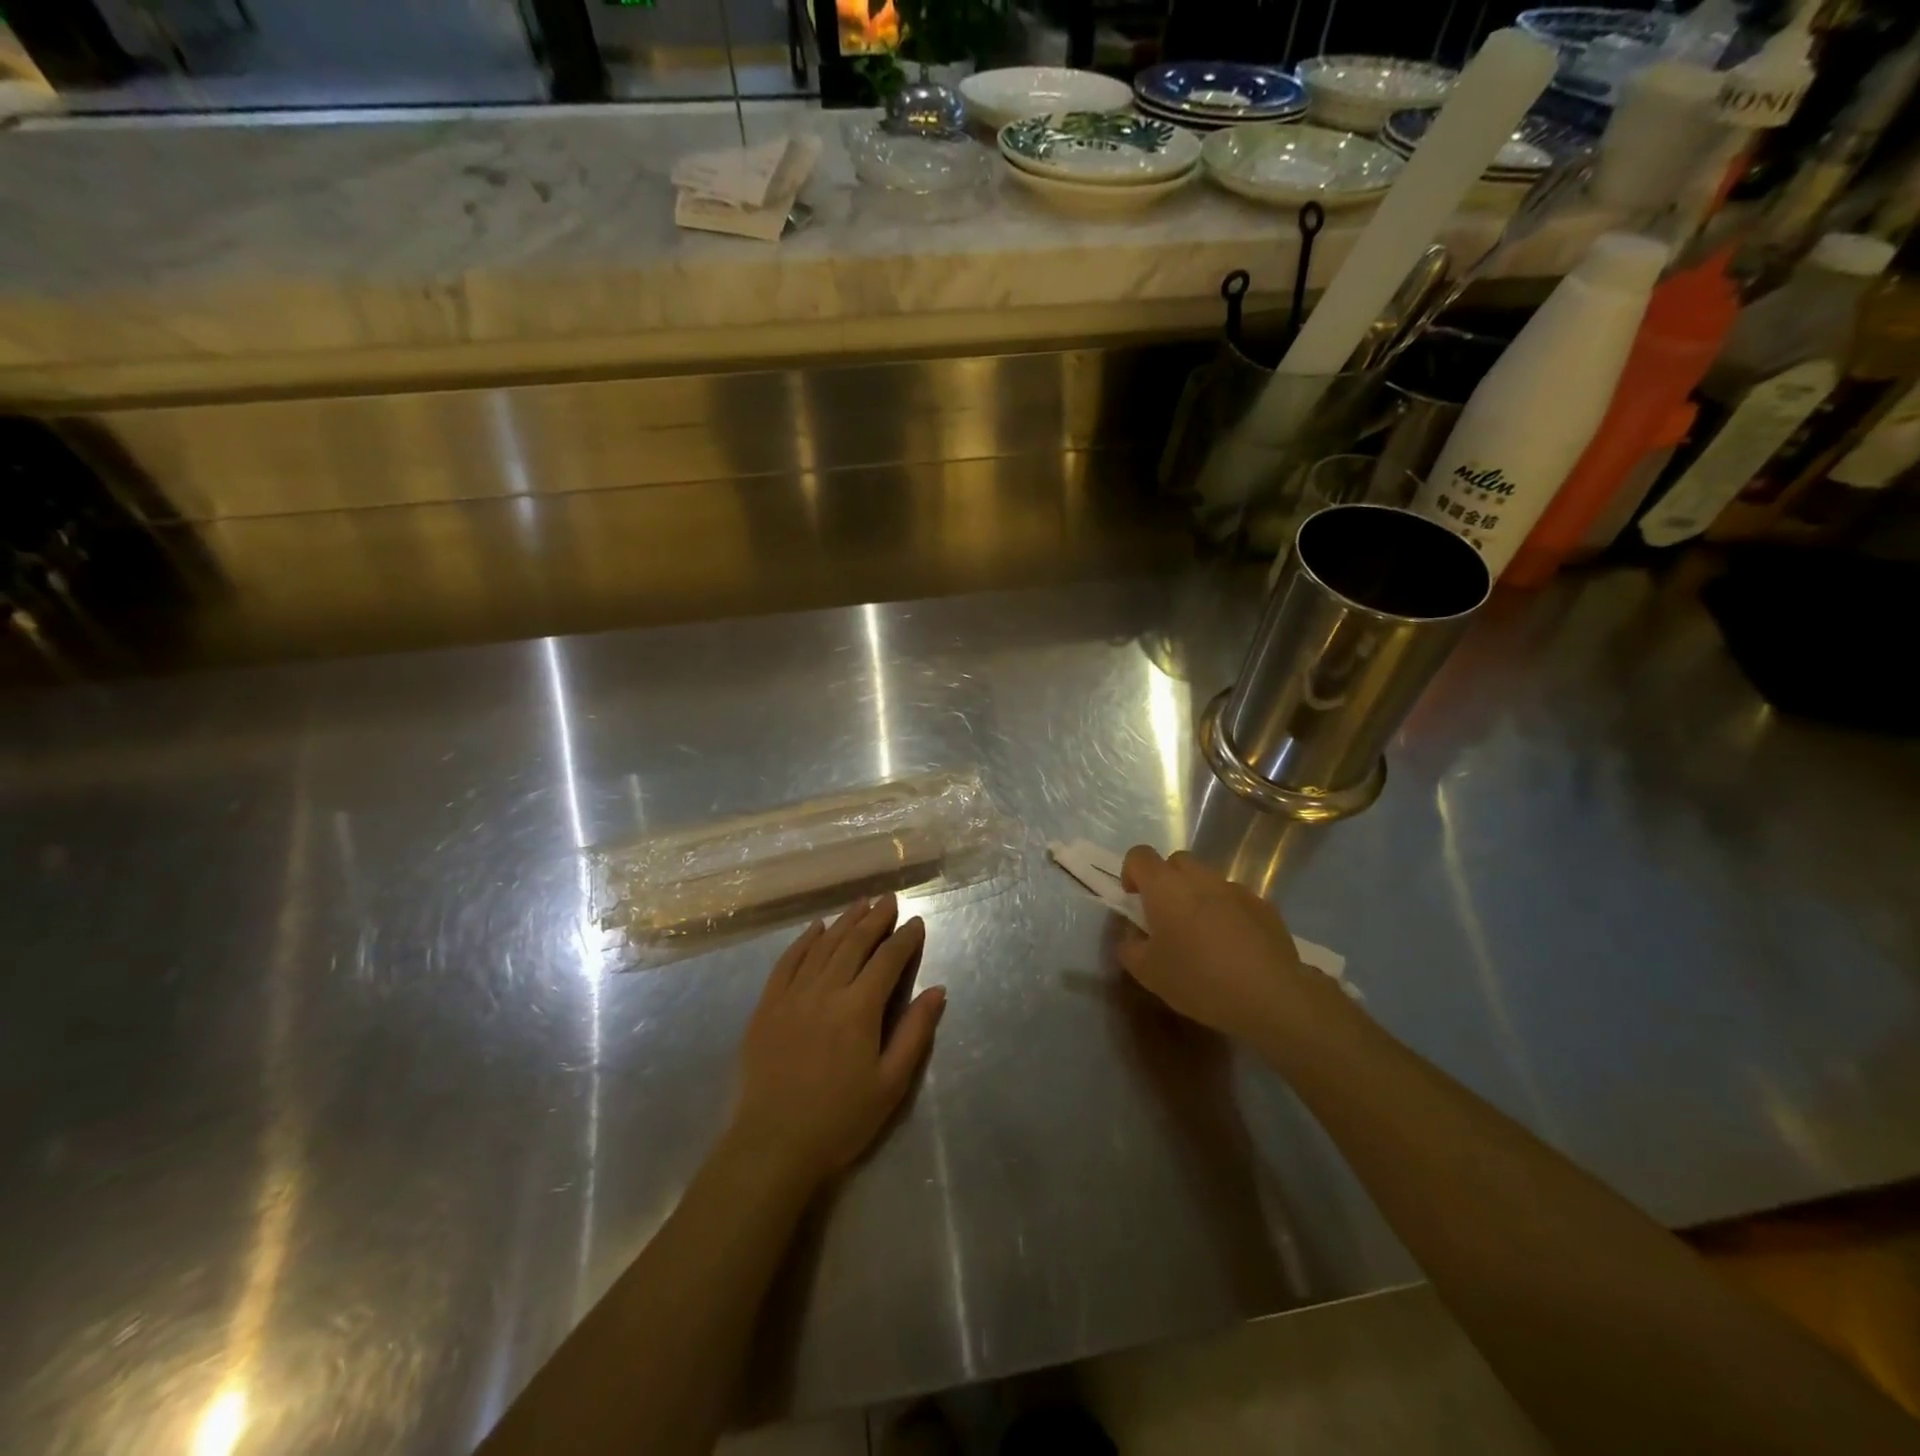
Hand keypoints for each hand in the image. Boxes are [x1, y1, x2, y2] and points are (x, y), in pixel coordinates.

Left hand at [732, 894, 944, 1189]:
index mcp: (859, 1009)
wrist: (773, 1145)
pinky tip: (816, 929)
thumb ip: (915, 1032)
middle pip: (854, 943)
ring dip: (844, 922)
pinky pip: (787, 962)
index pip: (887, 960)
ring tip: (860, 904)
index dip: (904, 939)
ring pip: (822, 946)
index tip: (917, 922)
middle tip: (889, 900)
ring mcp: (792, 996)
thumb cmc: (841, 1119)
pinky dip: (804, 941)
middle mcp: (825, 991)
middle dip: (875, 919)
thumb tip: (937, 990)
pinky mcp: (767, 1006)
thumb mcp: (891, 1083)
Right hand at [1117, 847, 1325, 1045]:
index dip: (1131, 873)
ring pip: (1207, 880)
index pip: (1139, 856)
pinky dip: (1228, 913)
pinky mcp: (1264, 906)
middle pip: (1176, 862)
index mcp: (1165, 887)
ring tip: (1204, 936)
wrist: (1269, 995)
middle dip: (1167, 882)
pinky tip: (1234, 948)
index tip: (1134, 900)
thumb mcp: (1147, 973)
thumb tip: (1133, 936)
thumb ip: (1130, 947)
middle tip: (1167, 918)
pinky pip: (1235, 900)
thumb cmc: (1198, 979)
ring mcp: (1235, 889)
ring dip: (1199, 897)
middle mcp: (1200, 878)